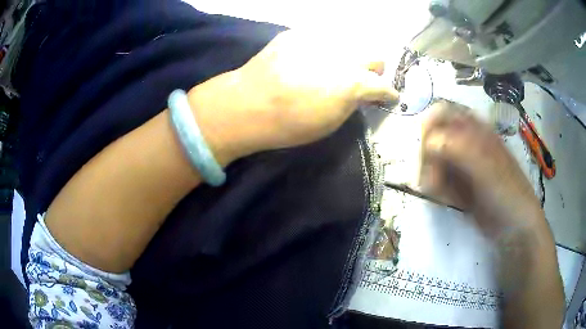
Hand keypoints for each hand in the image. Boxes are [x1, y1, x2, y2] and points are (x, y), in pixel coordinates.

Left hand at [187, 29, 398, 163]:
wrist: (247, 104)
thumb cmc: (289, 124)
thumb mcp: (330, 123)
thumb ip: (353, 103)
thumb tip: (362, 93)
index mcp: (353, 82)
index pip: (383, 86)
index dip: (389, 94)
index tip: (388, 97)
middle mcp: (343, 55)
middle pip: (375, 56)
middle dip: (374, 70)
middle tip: (362, 80)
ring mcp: (320, 40)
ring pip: (351, 43)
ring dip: (350, 57)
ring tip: (335, 69)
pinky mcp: (298, 34)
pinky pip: (322, 39)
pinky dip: (324, 49)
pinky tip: (311, 60)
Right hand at [419, 100, 544, 238]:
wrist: (514, 226)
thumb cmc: (505, 191)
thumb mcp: (485, 167)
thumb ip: (458, 148)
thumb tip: (428, 144)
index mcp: (475, 128)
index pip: (441, 113)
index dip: (429, 128)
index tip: (426, 153)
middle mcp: (466, 142)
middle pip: (433, 138)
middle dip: (429, 160)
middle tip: (435, 182)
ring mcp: (463, 163)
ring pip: (434, 161)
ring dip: (434, 178)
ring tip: (448, 196)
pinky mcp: (460, 183)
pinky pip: (440, 180)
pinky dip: (440, 190)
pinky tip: (452, 201)